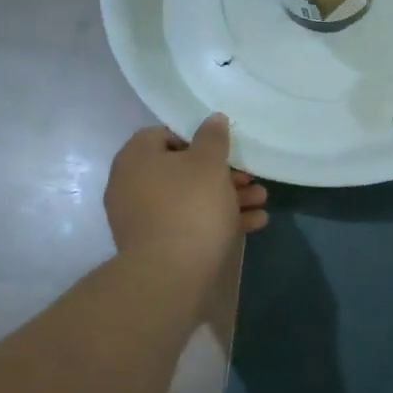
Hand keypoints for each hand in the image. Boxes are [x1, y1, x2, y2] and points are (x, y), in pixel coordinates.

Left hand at [104, 115, 269, 268]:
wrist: (171, 273)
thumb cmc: (190, 205)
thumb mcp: (209, 163)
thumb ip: (213, 137)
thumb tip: (212, 118)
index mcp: (136, 157)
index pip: (165, 134)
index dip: (198, 139)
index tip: (224, 150)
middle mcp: (131, 184)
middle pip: (182, 170)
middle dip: (222, 174)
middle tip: (251, 179)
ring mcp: (141, 217)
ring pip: (189, 198)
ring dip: (227, 198)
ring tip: (261, 202)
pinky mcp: (155, 245)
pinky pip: (188, 223)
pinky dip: (217, 221)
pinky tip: (253, 224)